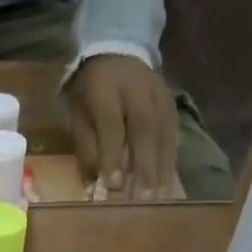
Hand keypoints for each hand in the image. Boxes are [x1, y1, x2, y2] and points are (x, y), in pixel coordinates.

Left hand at [66, 54, 177, 199]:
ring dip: (162, 171)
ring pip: (163, 136)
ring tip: (159, 201)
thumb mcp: (78, 116)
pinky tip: (169, 186)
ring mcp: (160, 98)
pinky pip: (173, 138)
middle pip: (144, 133)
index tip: (113, 188)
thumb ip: (87, 149)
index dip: (112, 158)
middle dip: (144, 169)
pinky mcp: (173, 107)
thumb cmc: (91, 92)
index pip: (112, 128)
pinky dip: (170, 163)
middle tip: (143, 201)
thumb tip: (94, 187)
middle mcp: (139, 93)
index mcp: (107, 91)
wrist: (118, 50)